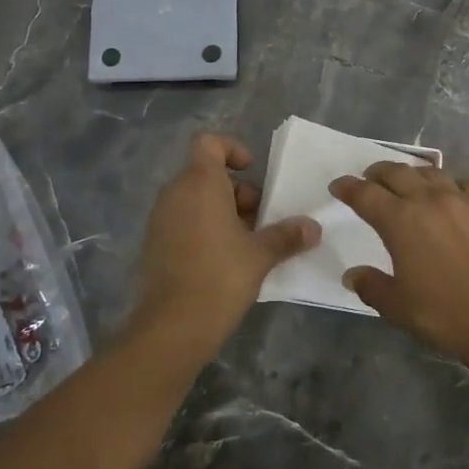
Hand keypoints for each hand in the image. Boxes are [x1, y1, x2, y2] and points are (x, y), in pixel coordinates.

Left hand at [131, 134, 319, 359]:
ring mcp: (160, 219)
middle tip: (260, 220)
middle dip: (237, 191)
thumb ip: (287, 235)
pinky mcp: (154, 244)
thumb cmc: (220, 277)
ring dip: (223, 212)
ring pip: (195, 200)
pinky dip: (205, 229)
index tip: (252, 171)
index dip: (232, 149)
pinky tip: (225, 261)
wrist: (172, 326)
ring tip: (248, 243)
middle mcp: (175, 193)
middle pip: (207, 174)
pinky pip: (183, 221)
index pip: (209, 143)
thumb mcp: (261, 254)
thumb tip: (313, 228)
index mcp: (199, 183)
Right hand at [331, 163, 468, 376]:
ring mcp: (462, 201)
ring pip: (431, 173)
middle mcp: (428, 201)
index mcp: (399, 221)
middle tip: (369, 179)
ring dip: (413, 173)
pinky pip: (465, 184)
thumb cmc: (444, 314)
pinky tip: (452, 193)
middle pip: (397, 173)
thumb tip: (352, 274)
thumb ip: (371, 286)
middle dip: (378, 173)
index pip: (365, 194)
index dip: (348, 188)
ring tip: (408, 181)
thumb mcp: (397, 307)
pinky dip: (450, 183)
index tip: (338, 186)